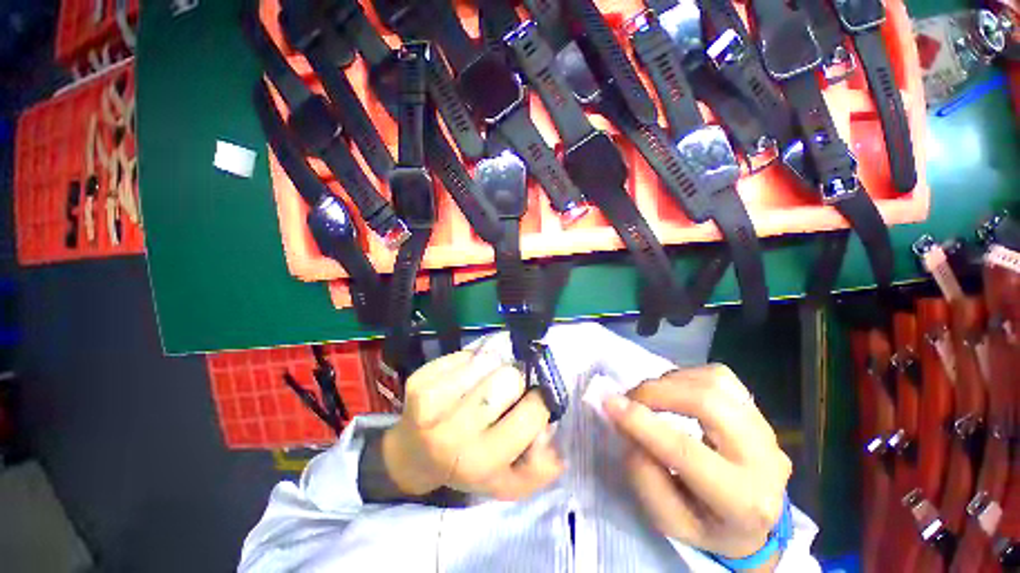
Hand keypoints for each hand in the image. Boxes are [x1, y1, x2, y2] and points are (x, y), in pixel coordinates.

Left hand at [382, 349, 563, 499]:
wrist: (413, 454)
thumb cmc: (467, 465)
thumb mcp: (507, 481)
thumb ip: (540, 467)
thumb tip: (551, 431)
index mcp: (482, 460)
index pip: (533, 411)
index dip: (539, 401)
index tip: (532, 401)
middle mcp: (455, 433)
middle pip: (510, 378)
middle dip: (516, 380)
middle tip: (507, 390)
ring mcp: (432, 404)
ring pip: (488, 361)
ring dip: (494, 367)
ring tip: (485, 382)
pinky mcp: (420, 381)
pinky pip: (464, 355)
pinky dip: (472, 361)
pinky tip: (464, 378)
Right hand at [605, 364, 791, 566]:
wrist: (754, 521)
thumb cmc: (705, 524)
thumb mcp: (668, 520)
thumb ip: (644, 474)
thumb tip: (628, 423)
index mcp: (742, 500)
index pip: (686, 452)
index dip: (642, 423)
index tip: (609, 402)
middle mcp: (764, 458)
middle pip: (708, 402)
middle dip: (657, 392)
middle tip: (630, 399)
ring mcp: (766, 428)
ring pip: (714, 381)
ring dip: (669, 382)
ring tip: (650, 398)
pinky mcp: (758, 409)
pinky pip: (719, 375)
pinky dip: (686, 376)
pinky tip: (675, 392)